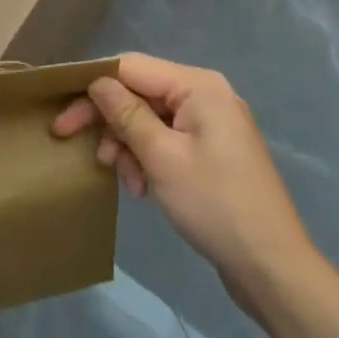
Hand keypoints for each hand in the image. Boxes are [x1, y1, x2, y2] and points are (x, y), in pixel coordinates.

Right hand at [51, 53, 310, 282]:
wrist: (274, 269)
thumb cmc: (215, 205)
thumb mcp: (161, 158)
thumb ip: (126, 115)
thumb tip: (97, 82)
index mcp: (198, 85)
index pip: (131, 68)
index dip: (93, 88)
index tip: (64, 116)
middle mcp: (206, 94)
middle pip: (140, 93)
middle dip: (110, 121)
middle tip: (72, 143)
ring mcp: (212, 123)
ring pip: (151, 118)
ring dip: (128, 144)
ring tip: (124, 179)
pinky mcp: (214, 150)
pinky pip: (168, 139)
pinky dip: (149, 157)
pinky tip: (142, 187)